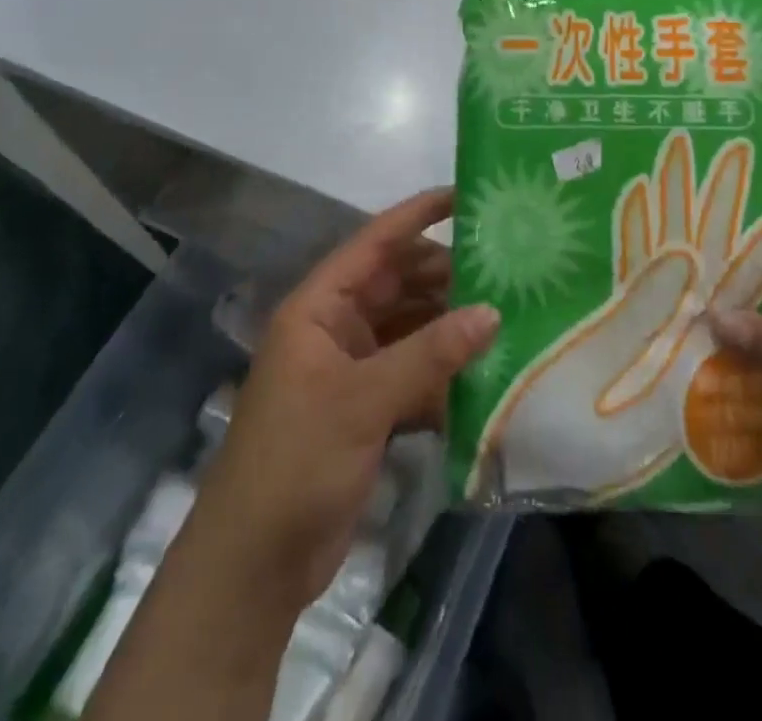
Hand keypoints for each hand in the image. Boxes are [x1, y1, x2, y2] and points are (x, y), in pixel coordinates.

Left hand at [183, 189, 499, 616]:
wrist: (254, 565)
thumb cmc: (296, 461)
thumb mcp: (363, 400)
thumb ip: (429, 354)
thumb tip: (492, 312)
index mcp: (319, 307)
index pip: (373, 244)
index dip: (416, 216)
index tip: (464, 196)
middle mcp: (336, 327)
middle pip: (398, 283)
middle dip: (445, 273)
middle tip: (504, 264)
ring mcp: (352, 368)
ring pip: (410, 326)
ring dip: (450, 322)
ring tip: (506, 310)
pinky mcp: (368, 407)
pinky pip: (414, 370)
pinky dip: (444, 368)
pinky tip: (486, 368)